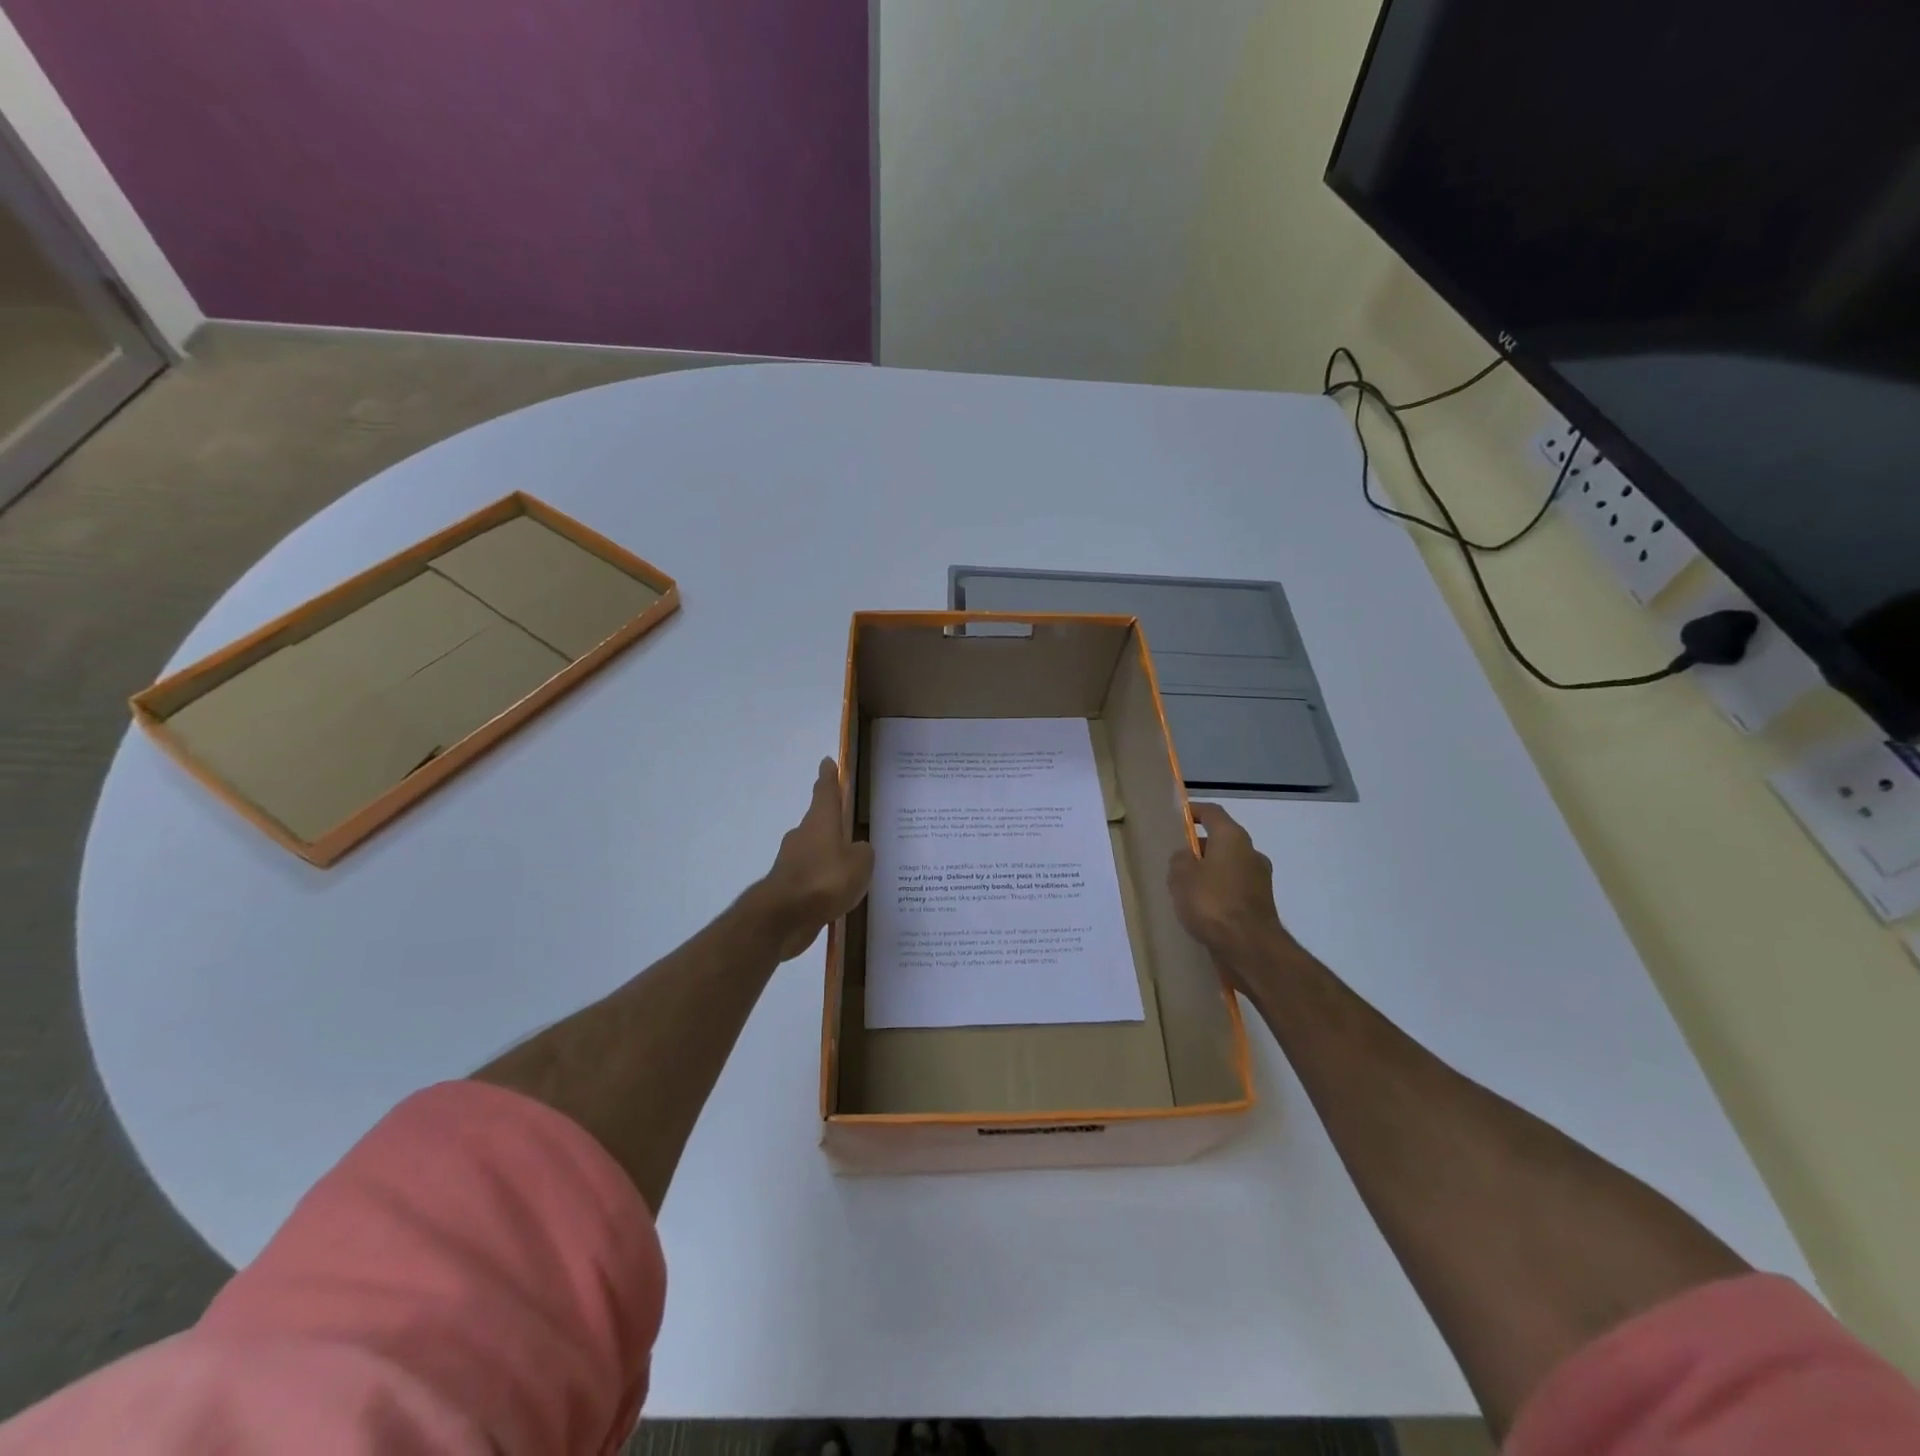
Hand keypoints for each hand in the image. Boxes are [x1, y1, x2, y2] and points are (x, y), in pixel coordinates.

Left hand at [754, 759, 874, 960]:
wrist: (784, 917)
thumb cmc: (825, 880)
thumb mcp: (860, 863)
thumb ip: (863, 852)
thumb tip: (857, 849)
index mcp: (820, 821)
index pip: (825, 791)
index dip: (828, 777)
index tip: (827, 763)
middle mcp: (803, 835)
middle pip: (819, 822)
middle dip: (833, 824)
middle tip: (853, 829)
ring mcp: (792, 861)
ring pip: (815, 851)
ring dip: (829, 856)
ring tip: (852, 868)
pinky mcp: (788, 886)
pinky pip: (812, 878)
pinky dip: (823, 882)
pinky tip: (838, 894)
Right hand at [1167, 802, 1299, 985]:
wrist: (1250, 947)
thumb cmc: (1212, 902)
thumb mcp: (1181, 876)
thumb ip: (1180, 859)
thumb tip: (1187, 857)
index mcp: (1233, 838)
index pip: (1212, 812)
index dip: (1194, 811)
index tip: (1178, 817)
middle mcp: (1251, 853)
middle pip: (1222, 840)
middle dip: (1199, 847)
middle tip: (1176, 859)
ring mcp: (1260, 879)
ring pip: (1228, 865)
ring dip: (1209, 871)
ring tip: (1185, 887)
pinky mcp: (1261, 903)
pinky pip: (1234, 887)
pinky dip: (1219, 891)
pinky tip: (1202, 908)